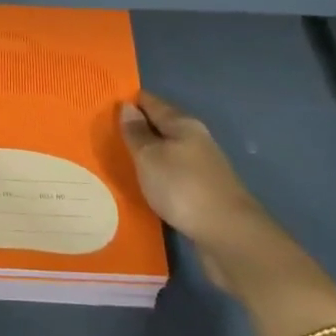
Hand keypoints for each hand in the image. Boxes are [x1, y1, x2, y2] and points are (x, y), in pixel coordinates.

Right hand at [119, 91, 261, 256]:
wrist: (228, 235)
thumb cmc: (183, 187)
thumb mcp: (150, 157)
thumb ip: (136, 133)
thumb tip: (128, 107)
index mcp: (183, 124)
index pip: (152, 103)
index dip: (131, 100)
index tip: (106, 102)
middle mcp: (196, 140)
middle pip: (162, 126)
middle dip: (138, 127)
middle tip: (107, 132)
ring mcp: (203, 167)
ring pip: (168, 152)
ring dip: (149, 153)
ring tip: (121, 159)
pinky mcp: (204, 193)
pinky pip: (174, 175)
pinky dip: (158, 175)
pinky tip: (145, 184)